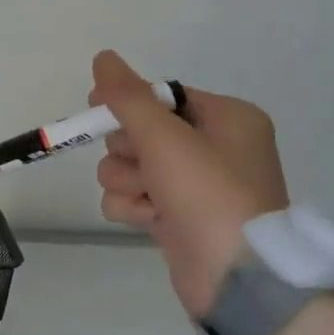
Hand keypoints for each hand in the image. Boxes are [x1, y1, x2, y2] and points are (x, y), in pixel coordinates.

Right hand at [90, 50, 288, 318]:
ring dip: (128, 183)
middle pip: (139, 132)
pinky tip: (150, 221)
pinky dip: (133, 208)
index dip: (128, 101)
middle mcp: (213, 147)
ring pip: (129, 167)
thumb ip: (128, 97)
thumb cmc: (208, 194)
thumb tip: (103, 56)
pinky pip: (133, 198)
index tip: (97, 106)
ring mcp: (194, 186)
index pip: (162, 96)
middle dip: (130, 152)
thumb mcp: (165, 137)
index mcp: (226, 118)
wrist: (236, 278)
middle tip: (146, 167)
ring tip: (150, 201)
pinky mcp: (176, 218)